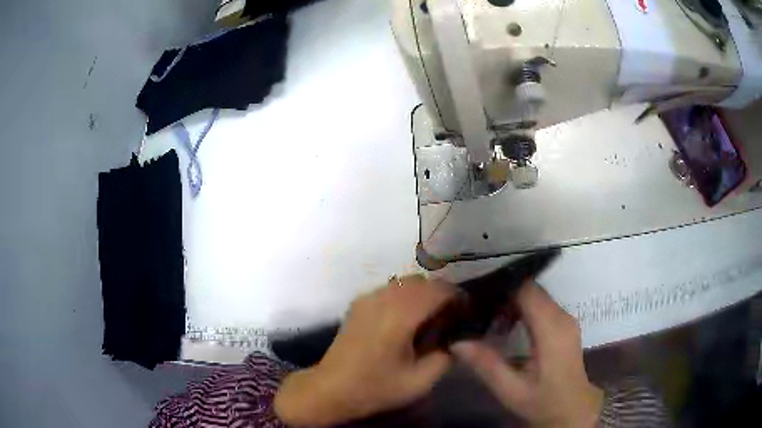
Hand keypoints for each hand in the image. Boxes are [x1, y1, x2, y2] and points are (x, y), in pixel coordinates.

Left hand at [274, 275, 455, 425]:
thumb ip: (445, 356)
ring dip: (423, 295)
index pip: (438, 290)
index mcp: (399, 315)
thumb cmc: (375, 388)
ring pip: (406, 283)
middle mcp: (383, 298)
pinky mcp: (359, 303)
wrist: (331, 389)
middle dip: (442, 295)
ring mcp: (368, 298)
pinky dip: (406, 297)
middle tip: (451, 318)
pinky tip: (406, 321)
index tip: (468, 313)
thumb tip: (457, 338)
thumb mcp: (419, 381)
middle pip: (423, 282)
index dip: (458, 297)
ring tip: (430, 319)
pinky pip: (390, 289)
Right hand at [451, 282, 602, 427]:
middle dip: (504, 295)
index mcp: (551, 329)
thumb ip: (486, 364)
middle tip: (477, 309)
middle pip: (531, 290)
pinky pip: (542, 305)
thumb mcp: (510, 389)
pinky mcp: (565, 324)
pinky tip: (508, 327)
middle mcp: (562, 316)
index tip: (476, 297)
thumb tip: (457, 341)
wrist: (572, 408)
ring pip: (537, 295)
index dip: (501, 289)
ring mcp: (566, 319)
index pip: (526, 291)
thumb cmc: (542, 400)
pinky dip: (523, 309)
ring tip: (489, 319)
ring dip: (513, 302)